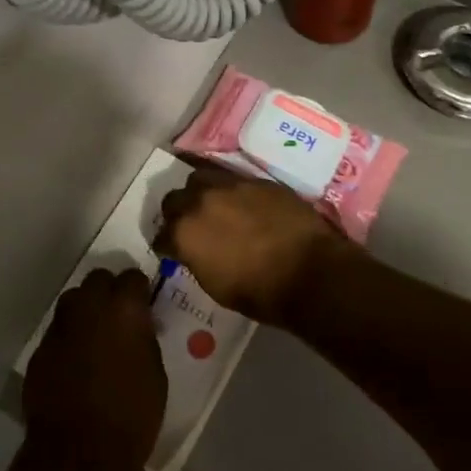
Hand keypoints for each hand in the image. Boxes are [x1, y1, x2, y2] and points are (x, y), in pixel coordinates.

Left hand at [23, 268, 166, 470]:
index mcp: (124, 308)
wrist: (78, 455)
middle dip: (109, 291)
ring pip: (73, 301)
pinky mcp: (40, 349)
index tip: (144, 305)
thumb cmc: (130, 417)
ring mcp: (60, 326)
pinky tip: (75, 364)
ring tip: (95, 337)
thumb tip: (137, 328)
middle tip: (119, 316)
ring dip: (86, 311)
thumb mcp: (155, 374)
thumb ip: (143, 339)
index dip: (139, 290)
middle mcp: (89, 306)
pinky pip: (58, 332)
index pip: (133, 277)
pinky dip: (68, 339)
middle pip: (98, 279)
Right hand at [157, 163, 351, 324]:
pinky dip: (230, 191)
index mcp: (184, 233)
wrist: (310, 272)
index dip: (167, 245)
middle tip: (190, 226)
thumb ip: (196, 259)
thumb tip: (194, 251)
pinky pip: (231, 179)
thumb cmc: (260, 292)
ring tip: (213, 206)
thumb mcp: (215, 285)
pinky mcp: (254, 179)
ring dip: (200, 193)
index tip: (173, 251)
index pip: (161, 236)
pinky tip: (241, 205)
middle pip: (174, 200)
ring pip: (200, 178)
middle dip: (178, 213)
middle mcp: (199, 201)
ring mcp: (228, 185)